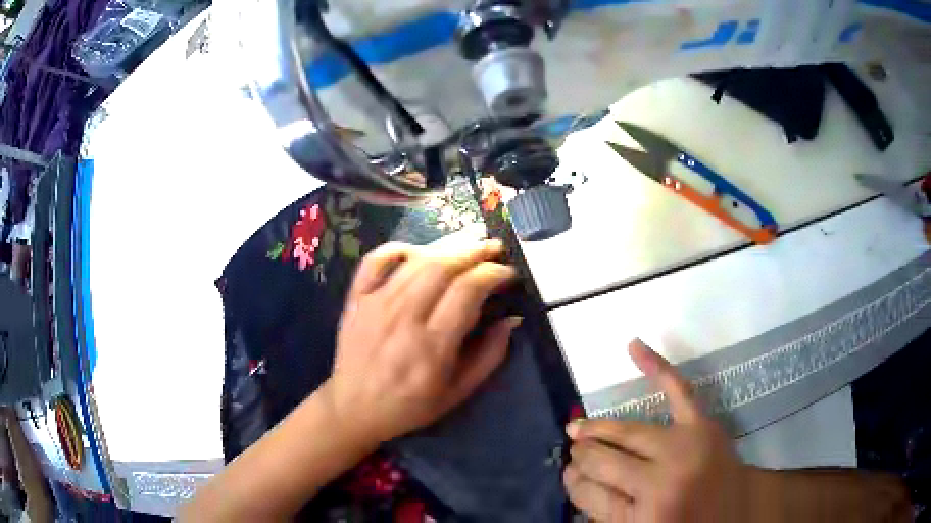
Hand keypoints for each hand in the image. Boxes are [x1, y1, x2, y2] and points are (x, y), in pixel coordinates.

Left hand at [320, 240, 519, 449]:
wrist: (354, 408)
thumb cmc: (410, 405)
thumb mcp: (458, 392)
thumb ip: (489, 356)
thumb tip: (512, 319)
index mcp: (433, 345)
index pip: (468, 290)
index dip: (494, 273)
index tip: (509, 273)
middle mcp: (404, 316)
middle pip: (443, 266)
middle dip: (475, 250)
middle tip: (495, 247)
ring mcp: (376, 303)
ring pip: (415, 260)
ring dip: (447, 245)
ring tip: (469, 241)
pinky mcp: (357, 299)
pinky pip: (375, 260)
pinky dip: (398, 248)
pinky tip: (417, 251)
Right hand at [564, 340, 749, 522]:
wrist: (738, 518)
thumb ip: (603, 508)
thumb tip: (573, 476)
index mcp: (642, 516)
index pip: (588, 492)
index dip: (574, 484)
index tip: (571, 478)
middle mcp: (661, 480)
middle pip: (603, 460)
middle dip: (582, 456)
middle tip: (573, 454)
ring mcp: (685, 448)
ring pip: (626, 432)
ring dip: (598, 431)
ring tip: (582, 431)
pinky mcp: (704, 426)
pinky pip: (678, 390)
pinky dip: (656, 366)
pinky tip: (634, 346)